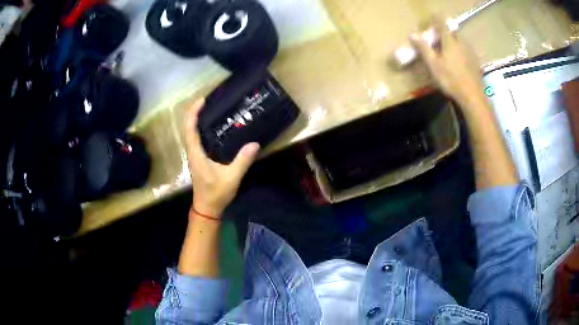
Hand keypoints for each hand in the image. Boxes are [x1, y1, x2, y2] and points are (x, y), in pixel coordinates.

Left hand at [185, 99, 259, 216]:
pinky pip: (196, 139)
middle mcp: (192, 152)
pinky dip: (200, 129)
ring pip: (191, 133)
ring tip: (211, 110)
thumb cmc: (216, 194)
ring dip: (196, 120)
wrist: (207, 208)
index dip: (193, 113)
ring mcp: (194, 156)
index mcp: (196, 154)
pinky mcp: (198, 159)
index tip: (202, 100)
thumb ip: (242, 161)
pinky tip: (213, 128)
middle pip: (188, 128)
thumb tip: (254, 144)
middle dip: (194, 112)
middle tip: (209, 101)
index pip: (190, 129)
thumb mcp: (231, 178)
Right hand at [409, 18, 484, 106]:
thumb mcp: (433, 65)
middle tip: (439, 39)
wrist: (472, 96)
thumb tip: (412, 34)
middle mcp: (461, 42)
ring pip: (461, 40)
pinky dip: (461, 51)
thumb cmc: (451, 79)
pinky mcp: (476, 61)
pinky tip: (459, 61)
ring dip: (454, 41)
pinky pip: (467, 50)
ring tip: (449, 50)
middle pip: (453, 32)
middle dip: (445, 32)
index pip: (442, 24)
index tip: (432, 18)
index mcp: (450, 41)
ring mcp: (470, 52)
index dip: (436, 19)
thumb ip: (423, 48)